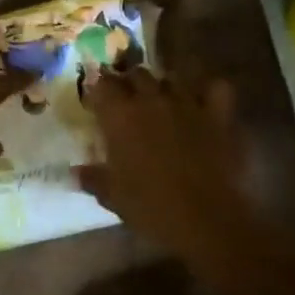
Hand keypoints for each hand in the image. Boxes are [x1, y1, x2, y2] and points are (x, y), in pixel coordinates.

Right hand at [76, 67, 260, 266]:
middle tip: (126, 101)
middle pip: (137, 74)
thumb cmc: (152, 208)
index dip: (98, 90)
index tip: (96, 101)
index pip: (102, 84)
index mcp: (120, 116)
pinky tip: (203, 102)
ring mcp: (188, 104)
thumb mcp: (113, 197)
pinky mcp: (219, 115)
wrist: (208, 221)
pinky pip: (216, 88)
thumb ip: (92, 178)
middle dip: (129, 83)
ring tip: (162, 101)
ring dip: (164, 86)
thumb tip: (74, 171)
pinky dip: (208, 91)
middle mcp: (152, 100)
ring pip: (172, 78)